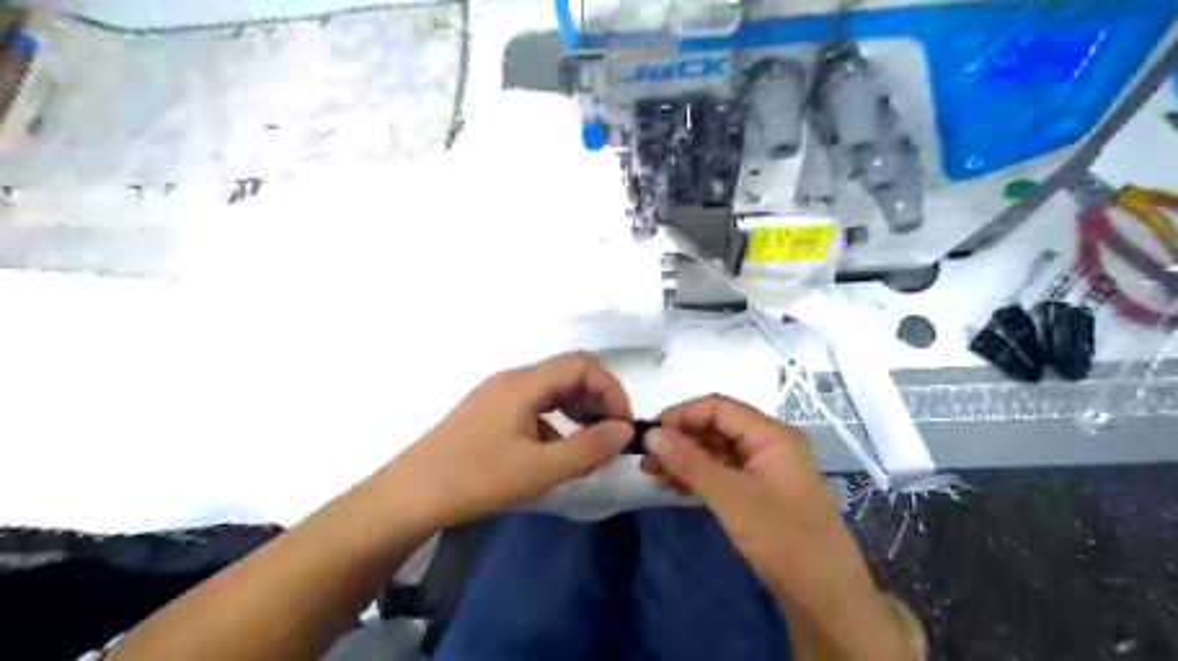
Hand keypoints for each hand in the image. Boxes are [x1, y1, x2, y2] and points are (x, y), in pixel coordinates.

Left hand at [380, 354, 634, 527]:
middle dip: (597, 401)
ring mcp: (497, 396)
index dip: (611, 389)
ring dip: (578, 412)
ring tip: (589, 446)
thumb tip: (625, 430)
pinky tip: (555, 455)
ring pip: (551, 392)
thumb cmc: (475, 479)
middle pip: (568, 375)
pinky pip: (534, 408)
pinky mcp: (489, 414)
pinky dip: (555, 424)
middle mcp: (511, 380)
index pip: (582, 365)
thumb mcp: (539, 470)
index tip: (622, 426)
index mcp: (523, 384)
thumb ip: (588, 448)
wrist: (409, 497)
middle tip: (610, 438)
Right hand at [644, 395, 908, 658]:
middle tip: (646, 460)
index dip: (681, 415)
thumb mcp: (731, 497)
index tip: (649, 435)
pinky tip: (675, 487)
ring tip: (654, 476)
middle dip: (680, 439)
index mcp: (772, 434)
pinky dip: (698, 476)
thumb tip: (651, 435)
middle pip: (717, 426)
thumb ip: (689, 462)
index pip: (718, 407)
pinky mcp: (761, 491)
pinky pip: (724, 471)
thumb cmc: (783, 539)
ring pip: (717, 450)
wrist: (826, 598)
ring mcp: (766, 468)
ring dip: (685, 459)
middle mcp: (770, 443)